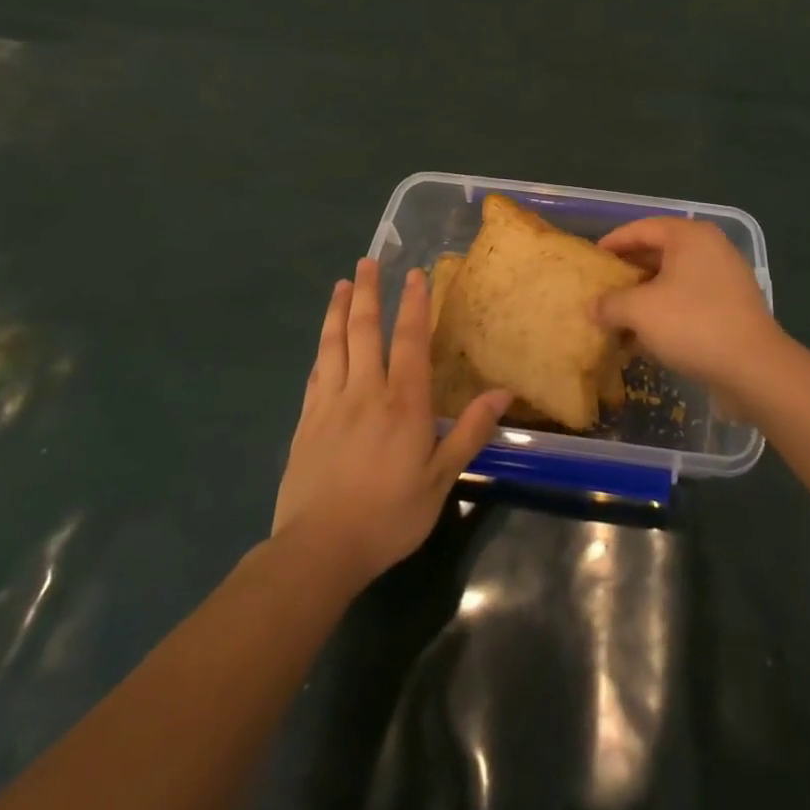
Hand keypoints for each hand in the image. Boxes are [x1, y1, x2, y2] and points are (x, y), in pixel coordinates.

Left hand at [273, 259, 508, 585]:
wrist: (319, 549)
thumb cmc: (389, 514)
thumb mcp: (440, 479)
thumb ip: (469, 431)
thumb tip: (503, 392)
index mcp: (403, 402)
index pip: (410, 340)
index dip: (414, 304)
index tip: (414, 274)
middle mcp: (365, 391)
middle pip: (366, 330)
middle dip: (369, 292)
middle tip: (368, 260)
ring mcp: (330, 403)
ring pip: (335, 344)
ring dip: (339, 310)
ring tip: (343, 284)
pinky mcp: (306, 421)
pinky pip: (316, 372)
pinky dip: (322, 347)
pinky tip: (324, 340)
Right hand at [593, 217, 784, 400]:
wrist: (754, 369)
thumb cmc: (692, 325)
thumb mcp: (639, 311)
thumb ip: (610, 303)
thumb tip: (593, 307)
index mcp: (690, 236)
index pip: (642, 228)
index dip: (613, 242)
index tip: (592, 259)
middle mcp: (710, 249)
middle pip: (658, 253)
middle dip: (628, 273)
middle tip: (602, 288)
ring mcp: (725, 278)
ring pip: (673, 281)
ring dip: (645, 298)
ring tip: (618, 317)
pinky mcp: (732, 307)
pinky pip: (689, 301)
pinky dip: (666, 313)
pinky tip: (644, 340)